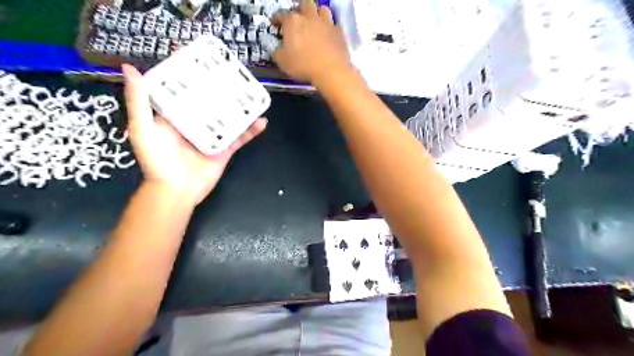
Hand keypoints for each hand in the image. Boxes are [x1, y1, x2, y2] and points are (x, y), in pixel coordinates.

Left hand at [122, 62, 265, 204]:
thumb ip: (139, 101)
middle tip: (234, 74)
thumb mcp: (143, 129)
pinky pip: (240, 138)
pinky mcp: (225, 149)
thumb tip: (131, 68)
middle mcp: (195, 124)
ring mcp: (212, 137)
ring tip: (252, 94)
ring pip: (228, 118)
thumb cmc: (157, 161)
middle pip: (210, 103)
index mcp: (175, 116)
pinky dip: (251, 131)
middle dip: (221, 90)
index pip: (184, 92)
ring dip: (240, 108)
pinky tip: (262, 121)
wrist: (176, 191)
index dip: (192, 77)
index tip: (203, 60)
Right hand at [272, 0, 354, 84]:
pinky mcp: (339, 32)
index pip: (281, 14)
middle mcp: (310, 17)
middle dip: (300, 9)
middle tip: (298, 18)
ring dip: (317, 14)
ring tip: (315, 22)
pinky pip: (334, 24)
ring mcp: (326, 23)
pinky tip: (328, 35)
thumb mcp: (282, 62)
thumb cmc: (303, 65)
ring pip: (322, 9)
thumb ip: (277, 52)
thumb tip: (278, 49)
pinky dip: (330, 28)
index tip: (275, 23)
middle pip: (305, 4)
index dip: (276, 19)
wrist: (330, 71)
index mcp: (293, 22)